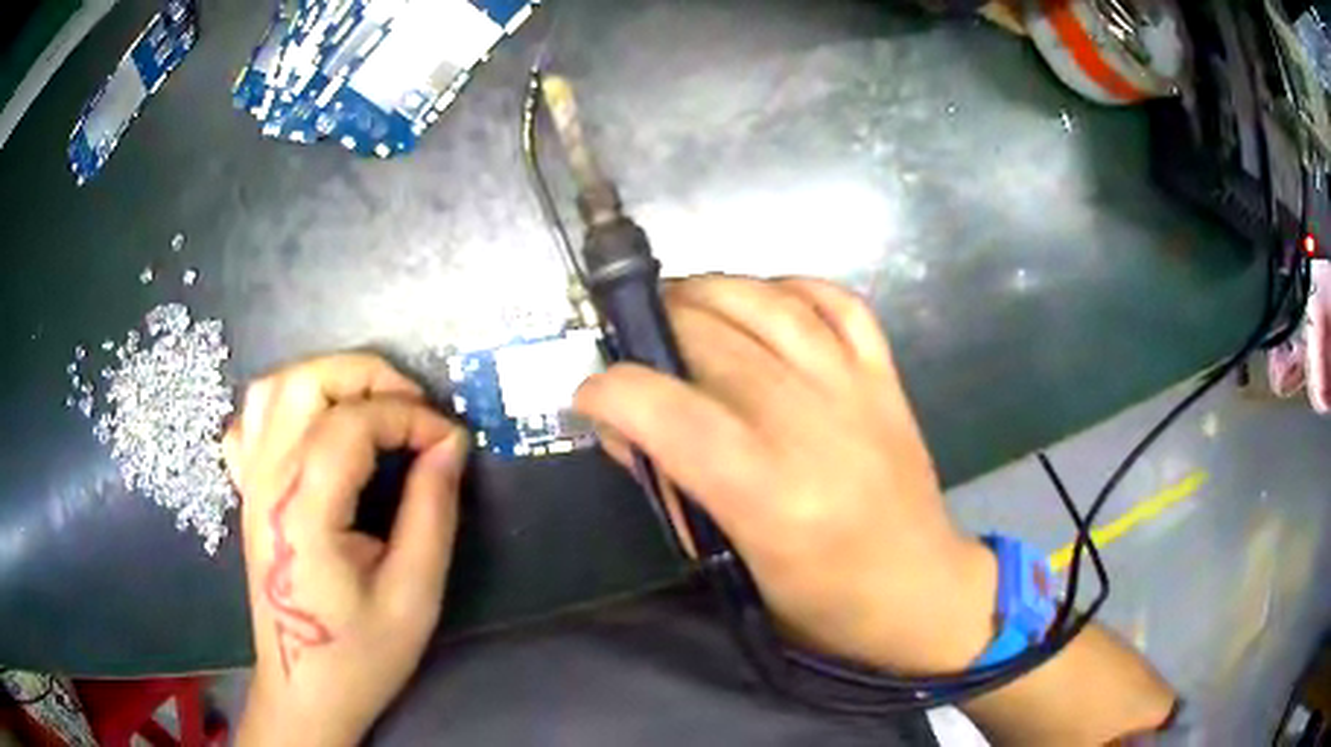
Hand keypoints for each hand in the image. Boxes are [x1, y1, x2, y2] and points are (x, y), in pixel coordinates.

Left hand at [225, 353, 469, 746]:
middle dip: (368, 376)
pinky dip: (285, 406)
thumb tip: (450, 443)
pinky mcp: (247, 492)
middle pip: (305, 381)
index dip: (410, 416)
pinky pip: (251, 422)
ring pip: (274, 388)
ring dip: (327, 380)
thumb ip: (432, 511)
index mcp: (305, 509)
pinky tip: (313, 430)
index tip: (451, 440)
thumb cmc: (360, 653)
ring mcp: (250, 483)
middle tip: (414, 407)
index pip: (353, 422)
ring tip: (370, 408)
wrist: (304, 688)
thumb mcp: (414, 594)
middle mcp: (267, 481)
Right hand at [575, 276, 996, 674]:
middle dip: (652, 327)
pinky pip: (838, 302)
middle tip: (630, 344)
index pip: (667, 411)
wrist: (917, 589)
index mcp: (767, 491)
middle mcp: (810, 424)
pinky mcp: (886, 376)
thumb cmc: (819, 600)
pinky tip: (762, 299)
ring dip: (710, 290)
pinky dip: (791, 287)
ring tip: (678, 303)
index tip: (589, 397)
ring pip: (769, 303)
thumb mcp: (731, 563)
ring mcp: (855, 389)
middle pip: (712, 340)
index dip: (611, 391)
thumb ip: (672, 489)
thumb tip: (622, 428)